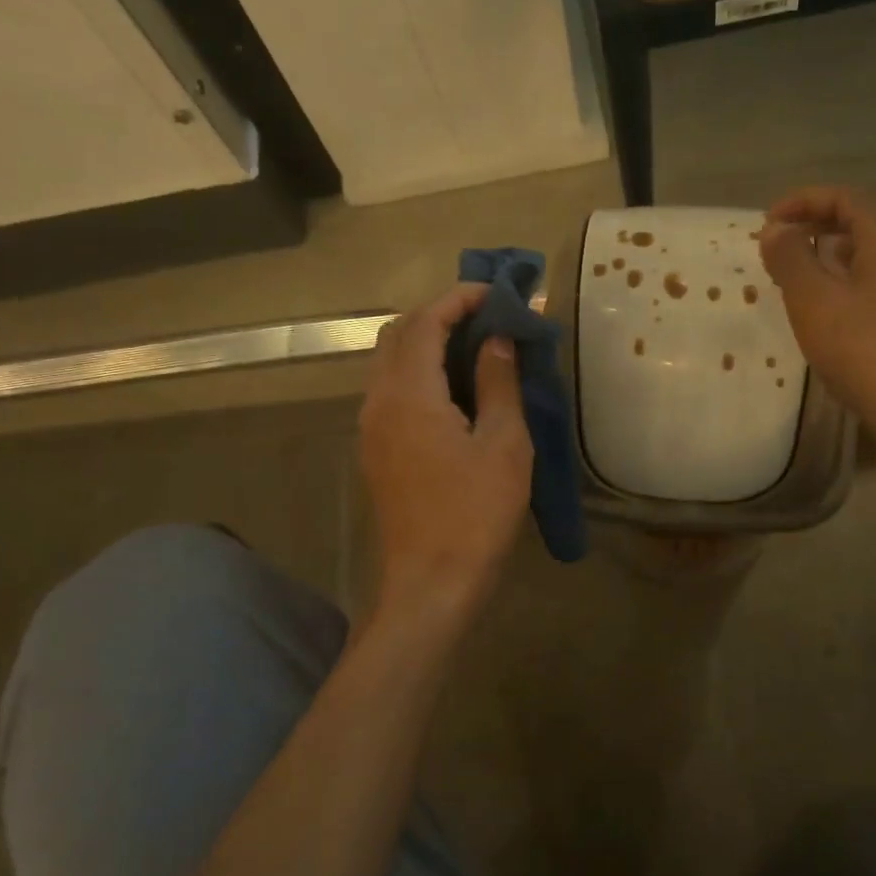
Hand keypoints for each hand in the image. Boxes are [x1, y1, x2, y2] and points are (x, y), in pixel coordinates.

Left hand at [359, 285, 533, 624]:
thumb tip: (496, 340)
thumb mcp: (504, 445)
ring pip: (390, 362)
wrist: (431, 582)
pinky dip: (418, 372)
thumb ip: (497, 383)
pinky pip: (390, 390)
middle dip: (440, 314)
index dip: (459, 299)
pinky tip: (454, 389)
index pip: (425, 322)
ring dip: (426, 342)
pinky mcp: (375, 451)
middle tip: (487, 316)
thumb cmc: (476, 513)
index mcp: (410, 395)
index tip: (497, 293)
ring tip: (475, 347)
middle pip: (399, 335)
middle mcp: (378, 402)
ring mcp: (371, 428)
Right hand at [759, 187, 875, 449]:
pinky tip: (830, 316)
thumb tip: (777, 228)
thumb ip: (790, 257)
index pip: (844, 197)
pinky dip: (849, 284)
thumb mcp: (814, 301)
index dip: (801, 202)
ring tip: (796, 286)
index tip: (765, 224)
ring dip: (830, 260)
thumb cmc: (865, 351)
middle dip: (814, 230)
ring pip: (871, 255)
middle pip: (861, 221)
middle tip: (776, 255)